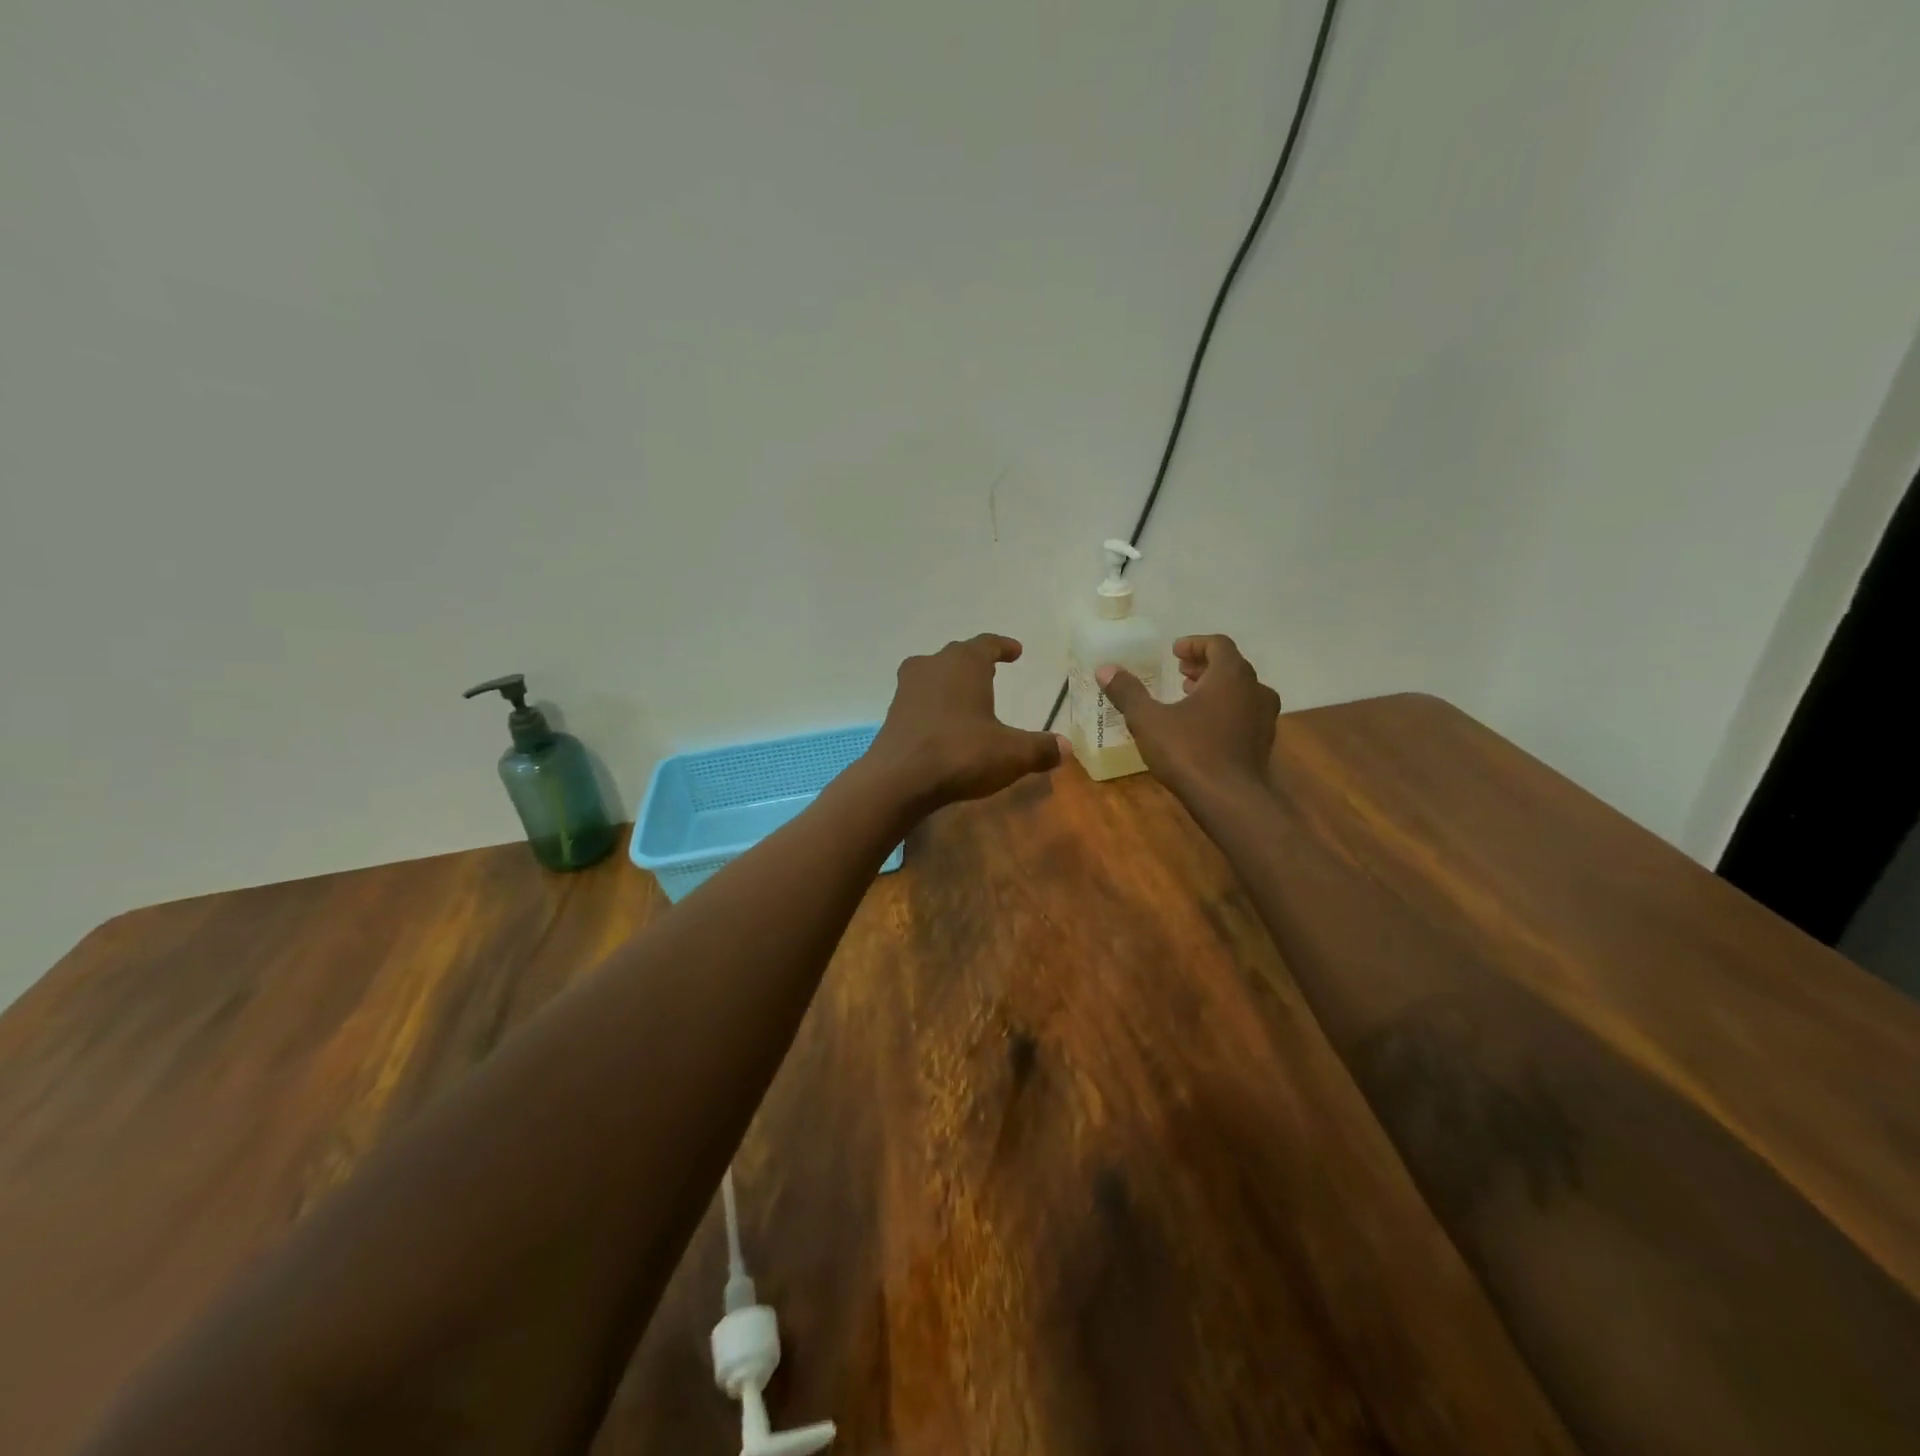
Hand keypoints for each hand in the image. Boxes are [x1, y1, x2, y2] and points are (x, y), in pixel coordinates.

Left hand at [866, 634, 1063, 814]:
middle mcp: (933, 665)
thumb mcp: (1011, 754)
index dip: (1003, 647)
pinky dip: (935, 704)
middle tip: (993, 670)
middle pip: (958, 655)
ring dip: (951, 681)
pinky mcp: (893, 713)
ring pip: (934, 674)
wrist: (899, 779)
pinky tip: (944, 723)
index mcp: (964, 663)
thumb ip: (1040, 748)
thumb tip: (1066, 748)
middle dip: (976, 661)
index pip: (987, 644)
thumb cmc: (960, 753)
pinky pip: (920, 699)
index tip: (1016, 651)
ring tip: (968, 695)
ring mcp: (908, 688)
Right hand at [1097, 635, 1280, 803]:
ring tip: (1189, 697)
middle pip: (1231, 666)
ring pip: (1241, 691)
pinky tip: (1203, 728)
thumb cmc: (1189, 752)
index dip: (1195, 643)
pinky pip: (1245, 714)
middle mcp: (1254, 689)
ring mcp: (1264, 717)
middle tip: (1180, 673)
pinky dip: (1226, 710)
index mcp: (1230, 675)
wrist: (1231, 801)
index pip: (1218, 644)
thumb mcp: (1148, 720)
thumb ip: (1128, 692)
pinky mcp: (1263, 743)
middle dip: (1204, 666)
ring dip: (1216, 688)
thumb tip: (1105, 669)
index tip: (1174, 651)